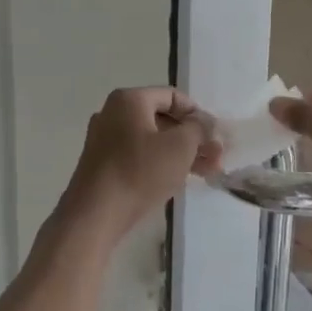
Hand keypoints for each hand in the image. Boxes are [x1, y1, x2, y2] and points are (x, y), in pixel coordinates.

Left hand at [60, 87, 218, 241]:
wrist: (95, 214)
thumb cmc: (140, 171)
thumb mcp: (180, 146)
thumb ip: (199, 128)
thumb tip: (204, 122)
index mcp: (129, 100)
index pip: (172, 96)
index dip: (198, 114)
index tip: (214, 136)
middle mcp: (113, 114)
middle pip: (163, 119)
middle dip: (193, 138)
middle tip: (216, 157)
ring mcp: (105, 140)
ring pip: (152, 140)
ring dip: (181, 153)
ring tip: (207, 173)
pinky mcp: (103, 164)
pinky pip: (138, 155)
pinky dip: (160, 163)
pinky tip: (179, 179)